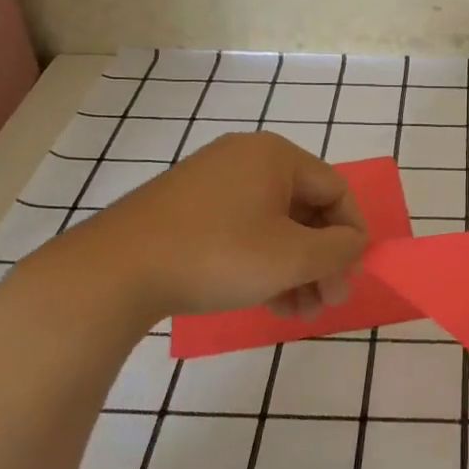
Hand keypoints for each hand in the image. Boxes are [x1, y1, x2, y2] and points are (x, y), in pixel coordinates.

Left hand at [28, 132, 367, 334]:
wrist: (114, 272)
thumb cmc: (218, 255)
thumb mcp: (292, 258)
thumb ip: (338, 250)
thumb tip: (355, 243)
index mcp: (274, 156)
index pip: (335, 190)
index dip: (352, 234)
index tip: (352, 276)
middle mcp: (245, 159)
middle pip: (304, 210)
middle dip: (321, 260)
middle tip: (328, 302)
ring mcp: (211, 183)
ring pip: (273, 226)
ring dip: (295, 269)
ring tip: (300, 312)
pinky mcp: (186, 210)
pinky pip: (242, 231)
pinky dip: (262, 264)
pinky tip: (269, 303)